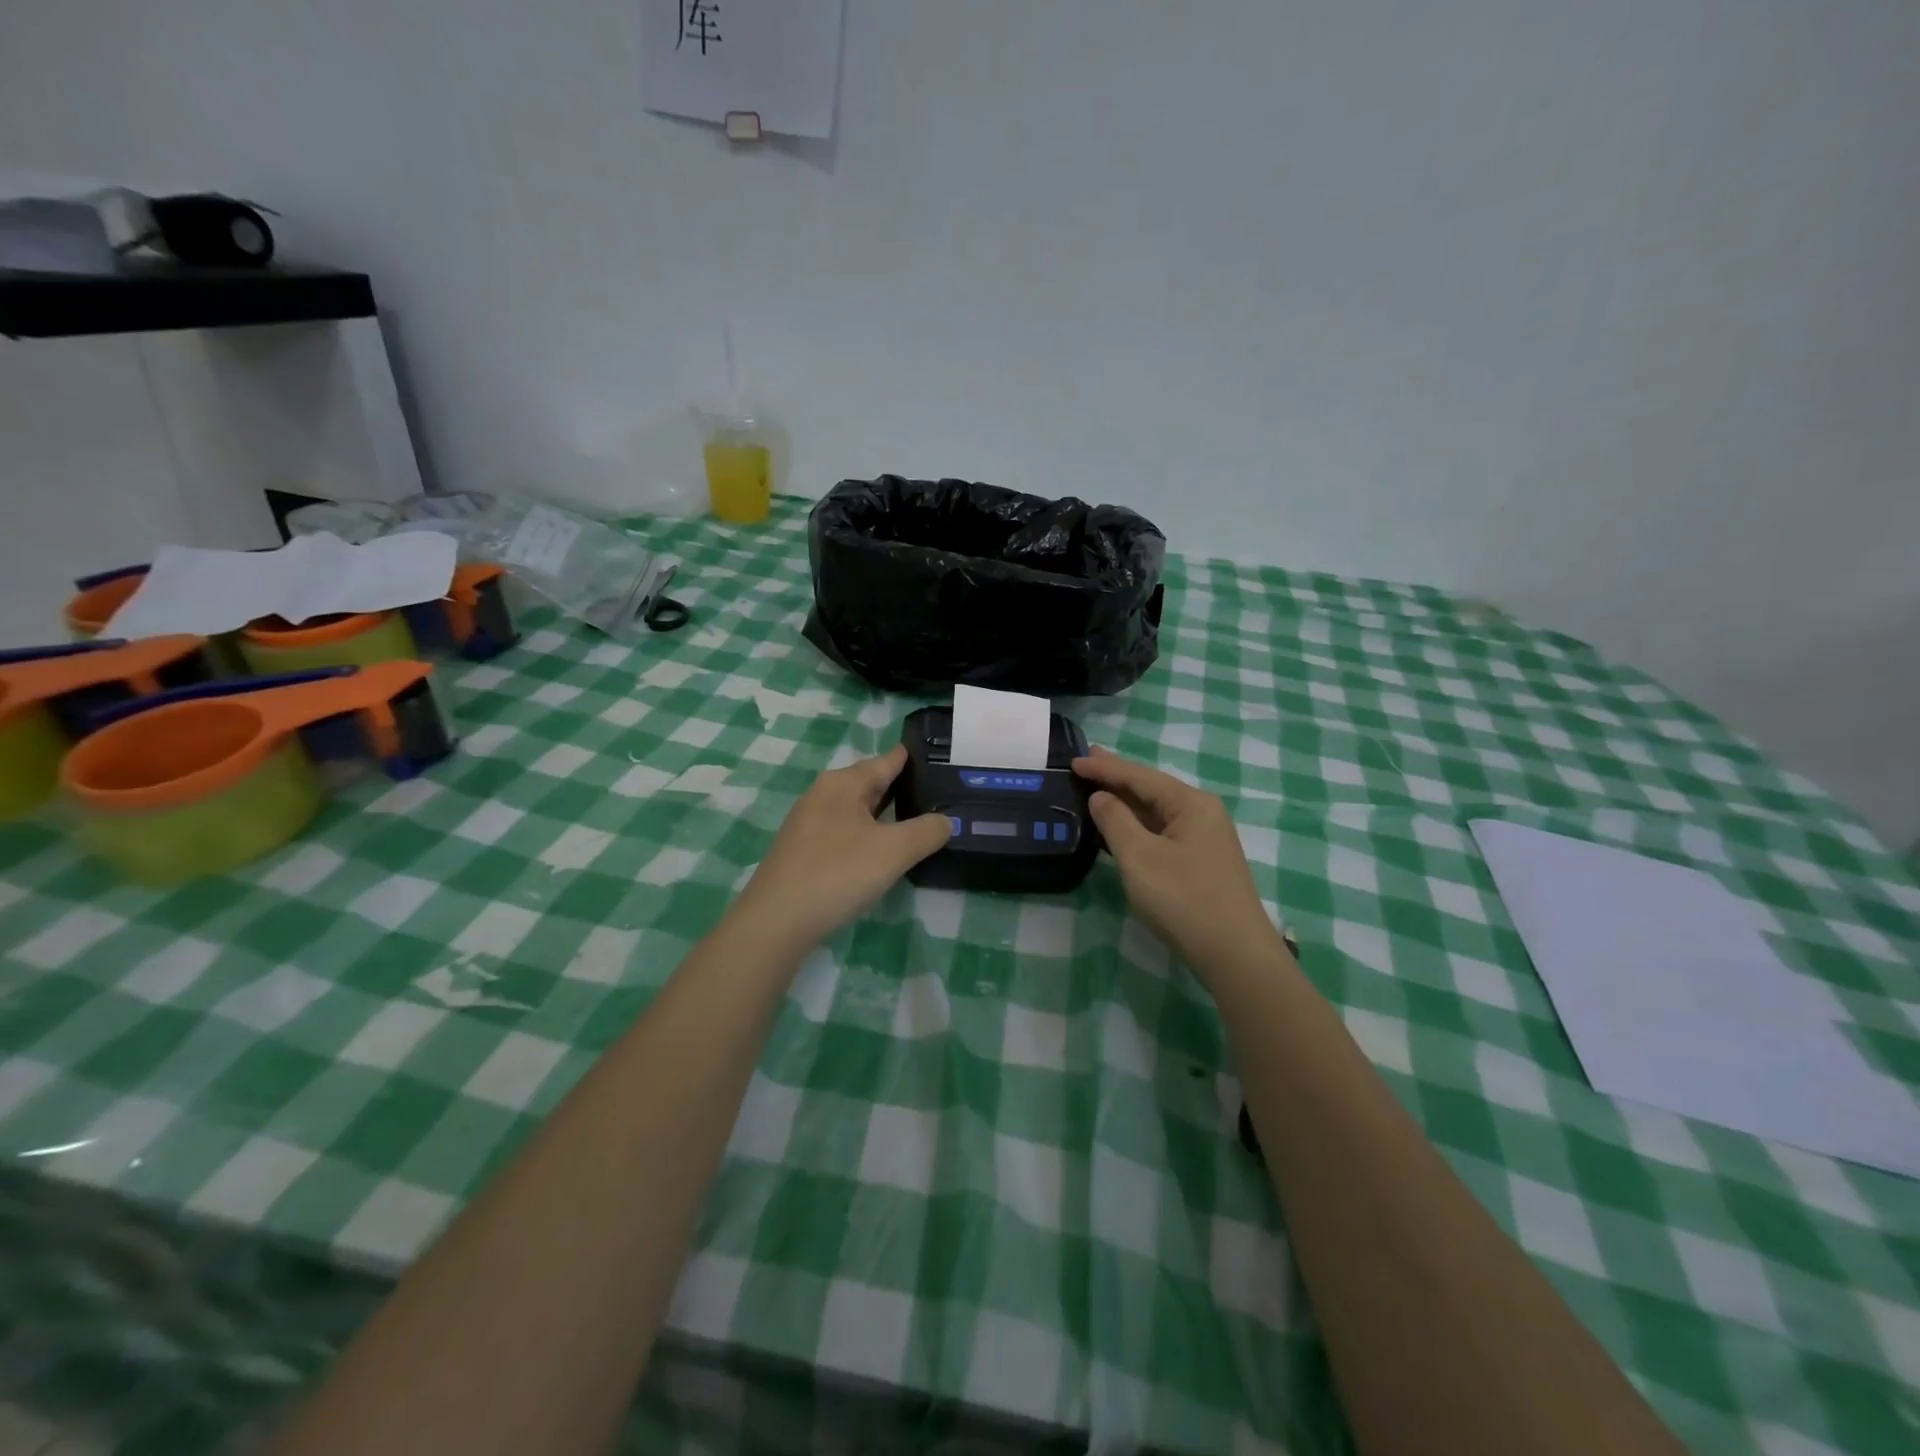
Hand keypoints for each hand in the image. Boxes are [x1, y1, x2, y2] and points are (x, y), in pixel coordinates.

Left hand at [735, 745, 950, 949]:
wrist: (776, 921)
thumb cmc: (838, 873)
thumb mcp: (894, 851)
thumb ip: (927, 831)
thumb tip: (946, 820)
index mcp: (843, 783)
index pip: (887, 760)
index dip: (914, 758)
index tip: (941, 759)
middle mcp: (823, 794)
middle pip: (871, 783)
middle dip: (902, 787)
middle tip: (940, 793)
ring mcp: (810, 824)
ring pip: (857, 810)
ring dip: (885, 814)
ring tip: (919, 822)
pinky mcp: (804, 851)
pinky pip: (845, 832)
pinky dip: (868, 835)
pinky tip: (882, 852)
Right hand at [1075, 748, 1288, 984]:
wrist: (1234, 955)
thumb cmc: (1183, 899)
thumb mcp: (1139, 857)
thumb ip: (1115, 820)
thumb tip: (1100, 796)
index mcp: (1190, 803)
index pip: (1140, 776)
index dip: (1105, 768)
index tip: (1074, 760)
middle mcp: (1201, 813)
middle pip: (1151, 789)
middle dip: (1116, 778)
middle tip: (1084, 763)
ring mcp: (1203, 839)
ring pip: (1156, 812)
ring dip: (1125, 802)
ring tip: (1094, 789)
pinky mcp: (1200, 862)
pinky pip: (1161, 832)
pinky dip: (1136, 825)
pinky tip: (1117, 827)